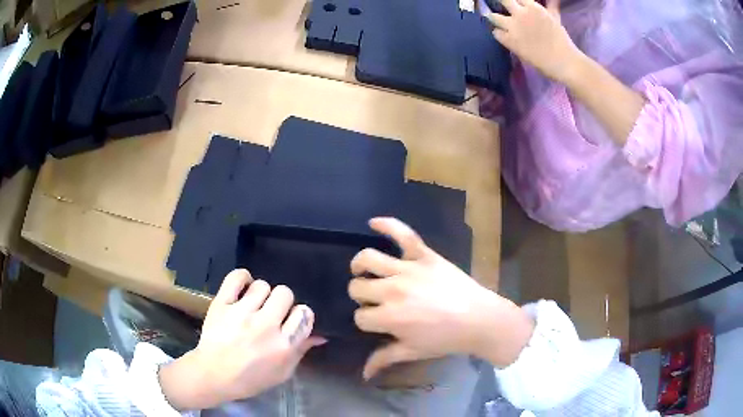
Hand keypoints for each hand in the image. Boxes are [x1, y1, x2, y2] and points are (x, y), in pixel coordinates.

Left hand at [160, 269, 325, 409]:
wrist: (213, 375)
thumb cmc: (251, 379)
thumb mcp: (282, 372)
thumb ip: (300, 351)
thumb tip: (319, 335)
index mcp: (283, 345)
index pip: (304, 313)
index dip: (300, 315)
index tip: (291, 320)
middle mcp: (265, 326)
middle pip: (285, 293)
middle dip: (282, 302)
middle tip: (272, 313)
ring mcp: (242, 313)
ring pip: (263, 285)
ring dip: (261, 295)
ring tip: (253, 305)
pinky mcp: (222, 304)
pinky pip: (236, 277)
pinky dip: (242, 278)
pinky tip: (243, 288)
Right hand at [348, 218, 533, 379]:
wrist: (480, 319)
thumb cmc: (446, 339)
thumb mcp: (413, 352)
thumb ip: (384, 359)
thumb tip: (364, 374)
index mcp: (389, 318)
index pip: (360, 316)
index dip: (366, 320)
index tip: (377, 322)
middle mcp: (392, 291)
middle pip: (358, 288)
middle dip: (361, 295)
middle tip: (375, 300)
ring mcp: (407, 270)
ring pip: (368, 259)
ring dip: (360, 265)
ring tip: (363, 269)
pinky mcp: (424, 255)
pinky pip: (402, 233)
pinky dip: (387, 225)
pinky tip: (373, 222)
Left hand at [488, 0, 581, 83]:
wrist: (563, 61)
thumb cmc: (561, 39)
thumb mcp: (555, 18)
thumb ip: (551, 6)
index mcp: (532, 6)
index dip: (514, 1)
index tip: (512, 4)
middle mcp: (520, 13)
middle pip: (502, 1)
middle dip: (501, 3)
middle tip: (501, 8)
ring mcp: (513, 27)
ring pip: (493, 17)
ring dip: (494, 18)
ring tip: (498, 22)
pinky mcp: (509, 41)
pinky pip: (496, 33)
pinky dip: (498, 33)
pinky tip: (503, 36)